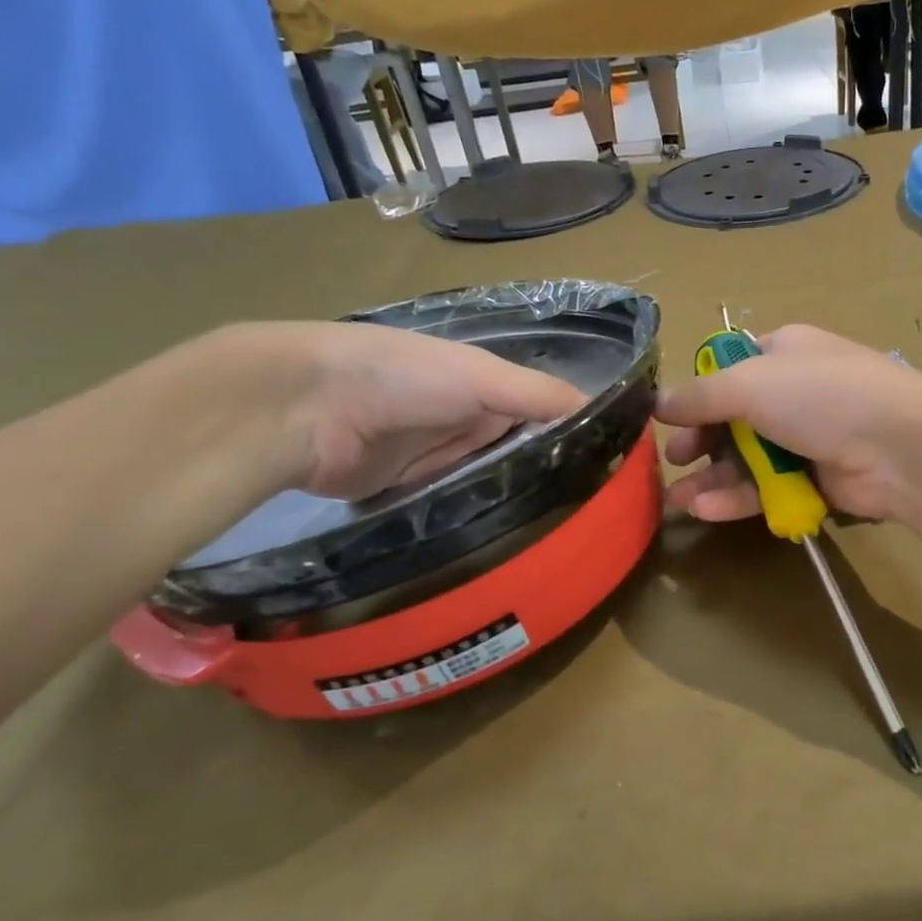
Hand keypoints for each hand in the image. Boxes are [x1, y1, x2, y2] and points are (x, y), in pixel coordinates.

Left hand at [206, 322, 586, 500]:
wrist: (305, 410)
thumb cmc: (402, 378)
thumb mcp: (482, 378)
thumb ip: (540, 396)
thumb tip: (610, 411)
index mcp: (486, 387)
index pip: (545, 414)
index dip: (577, 437)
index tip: (615, 471)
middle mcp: (467, 421)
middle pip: (521, 452)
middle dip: (552, 476)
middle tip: (598, 513)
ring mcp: (438, 458)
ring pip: (491, 482)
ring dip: (518, 501)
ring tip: (567, 532)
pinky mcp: (411, 492)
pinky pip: (455, 506)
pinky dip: (478, 519)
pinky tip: (513, 542)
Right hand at [657, 324, 921, 524]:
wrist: (899, 448)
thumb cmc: (821, 397)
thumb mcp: (750, 383)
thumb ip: (700, 396)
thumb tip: (659, 402)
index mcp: (783, 352)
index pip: (730, 369)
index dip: (699, 394)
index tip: (670, 419)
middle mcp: (794, 392)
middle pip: (734, 419)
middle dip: (701, 442)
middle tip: (676, 462)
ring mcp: (807, 438)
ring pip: (748, 458)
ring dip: (712, 478)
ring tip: (677, 500)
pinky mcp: (816, 480)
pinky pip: (768, 487)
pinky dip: (737, 497)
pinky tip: (706, 509)